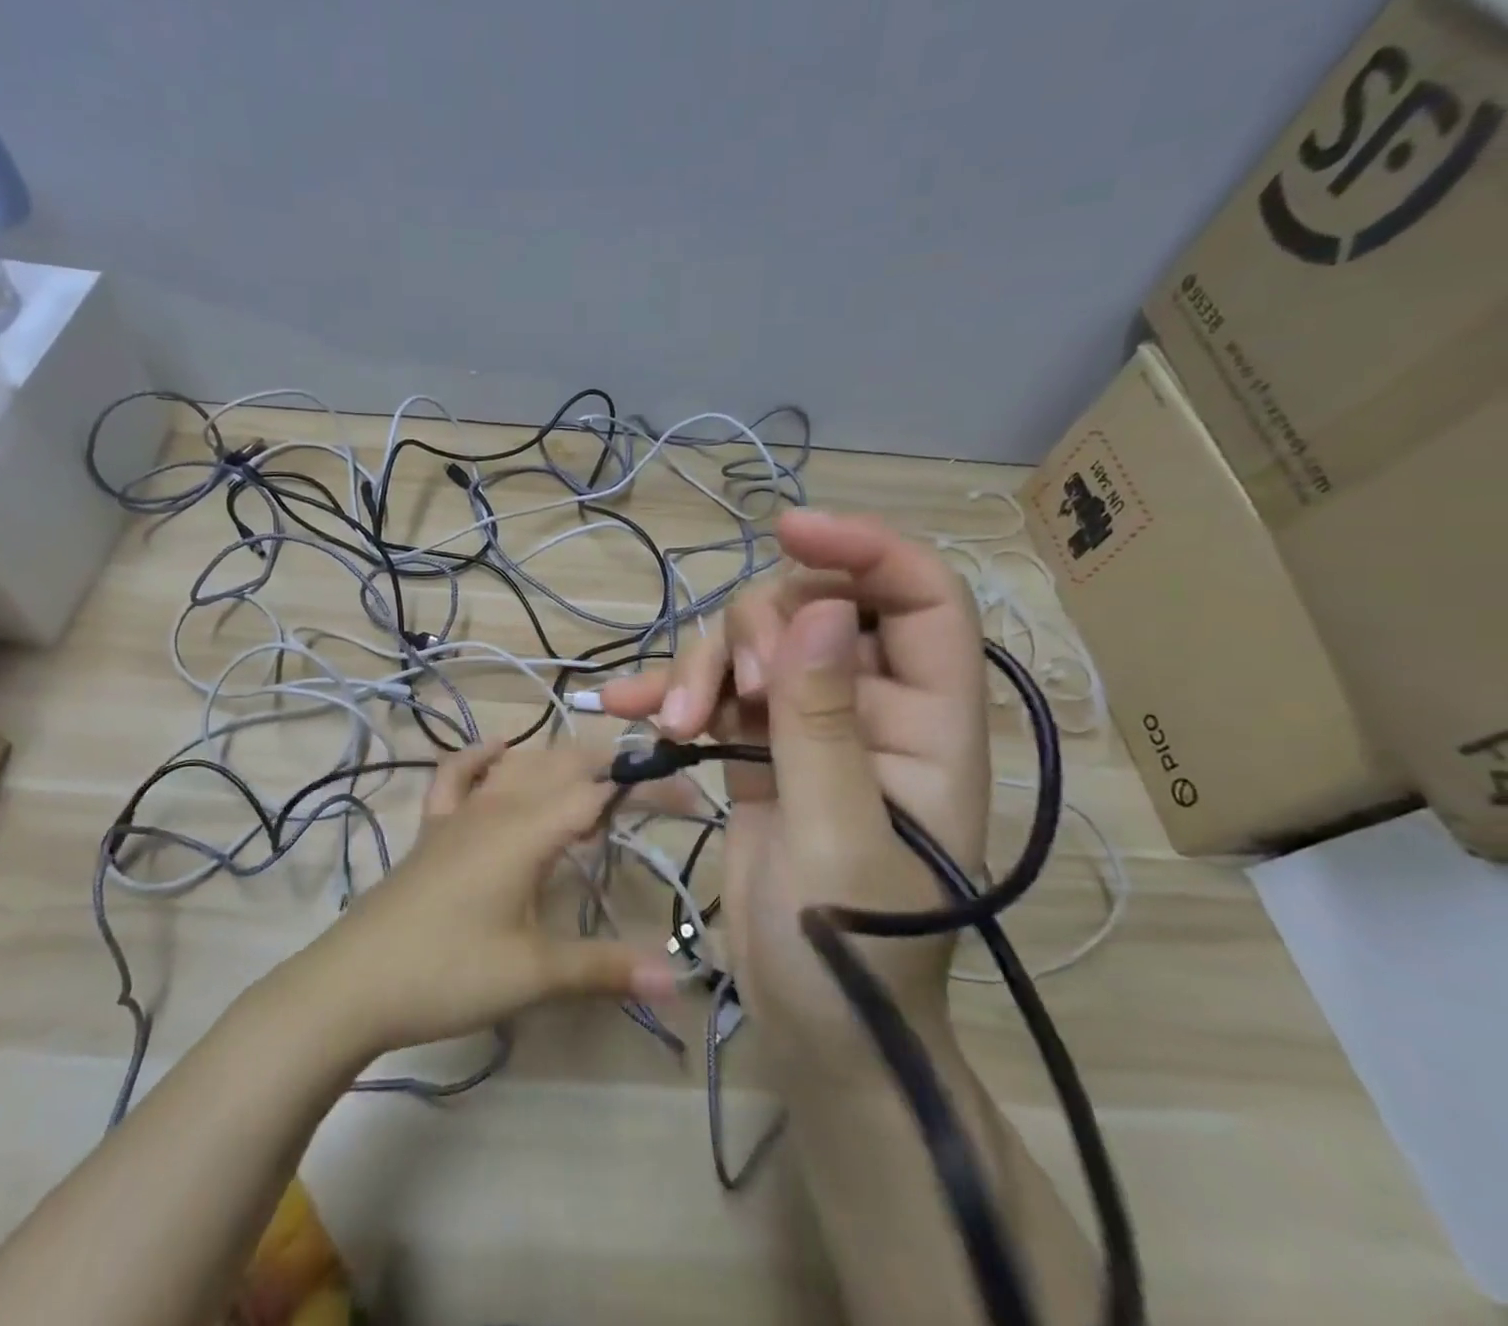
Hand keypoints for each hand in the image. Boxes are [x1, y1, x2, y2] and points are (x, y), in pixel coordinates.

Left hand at [301, 744, 677, 1057]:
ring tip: (596, 781)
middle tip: (653, 791)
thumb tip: (680, 978)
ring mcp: (459, 815)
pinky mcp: (432, 830)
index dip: (646, 787)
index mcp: (527, 830)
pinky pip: (457, 778)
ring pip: (517, 767)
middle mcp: (497, 807)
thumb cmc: (448, 973)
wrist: (353, 983)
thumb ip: (605, 968)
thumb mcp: (534, 973)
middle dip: (610, 766)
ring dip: (560, 762)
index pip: (599, 792)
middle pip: (561, 765)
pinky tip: (497, 749)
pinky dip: (479, 758)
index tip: (689, 797)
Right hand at [601, 509, 989, 1063]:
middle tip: (722, 695)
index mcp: (929, 721)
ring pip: (752, 642)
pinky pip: (714, 688)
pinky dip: (672, 692)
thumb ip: (825, 723)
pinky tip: (629, 709)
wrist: (815, 1028)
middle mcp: (872, 705)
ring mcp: (808, 721)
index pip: (922, 596)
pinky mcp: (757, 744)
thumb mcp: (836, 838)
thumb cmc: (851, 953)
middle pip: (813, 605)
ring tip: (672, 724)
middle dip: (754, 630)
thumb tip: (817, 609)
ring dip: (702, 665)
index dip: (866, 547)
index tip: (789, 530)